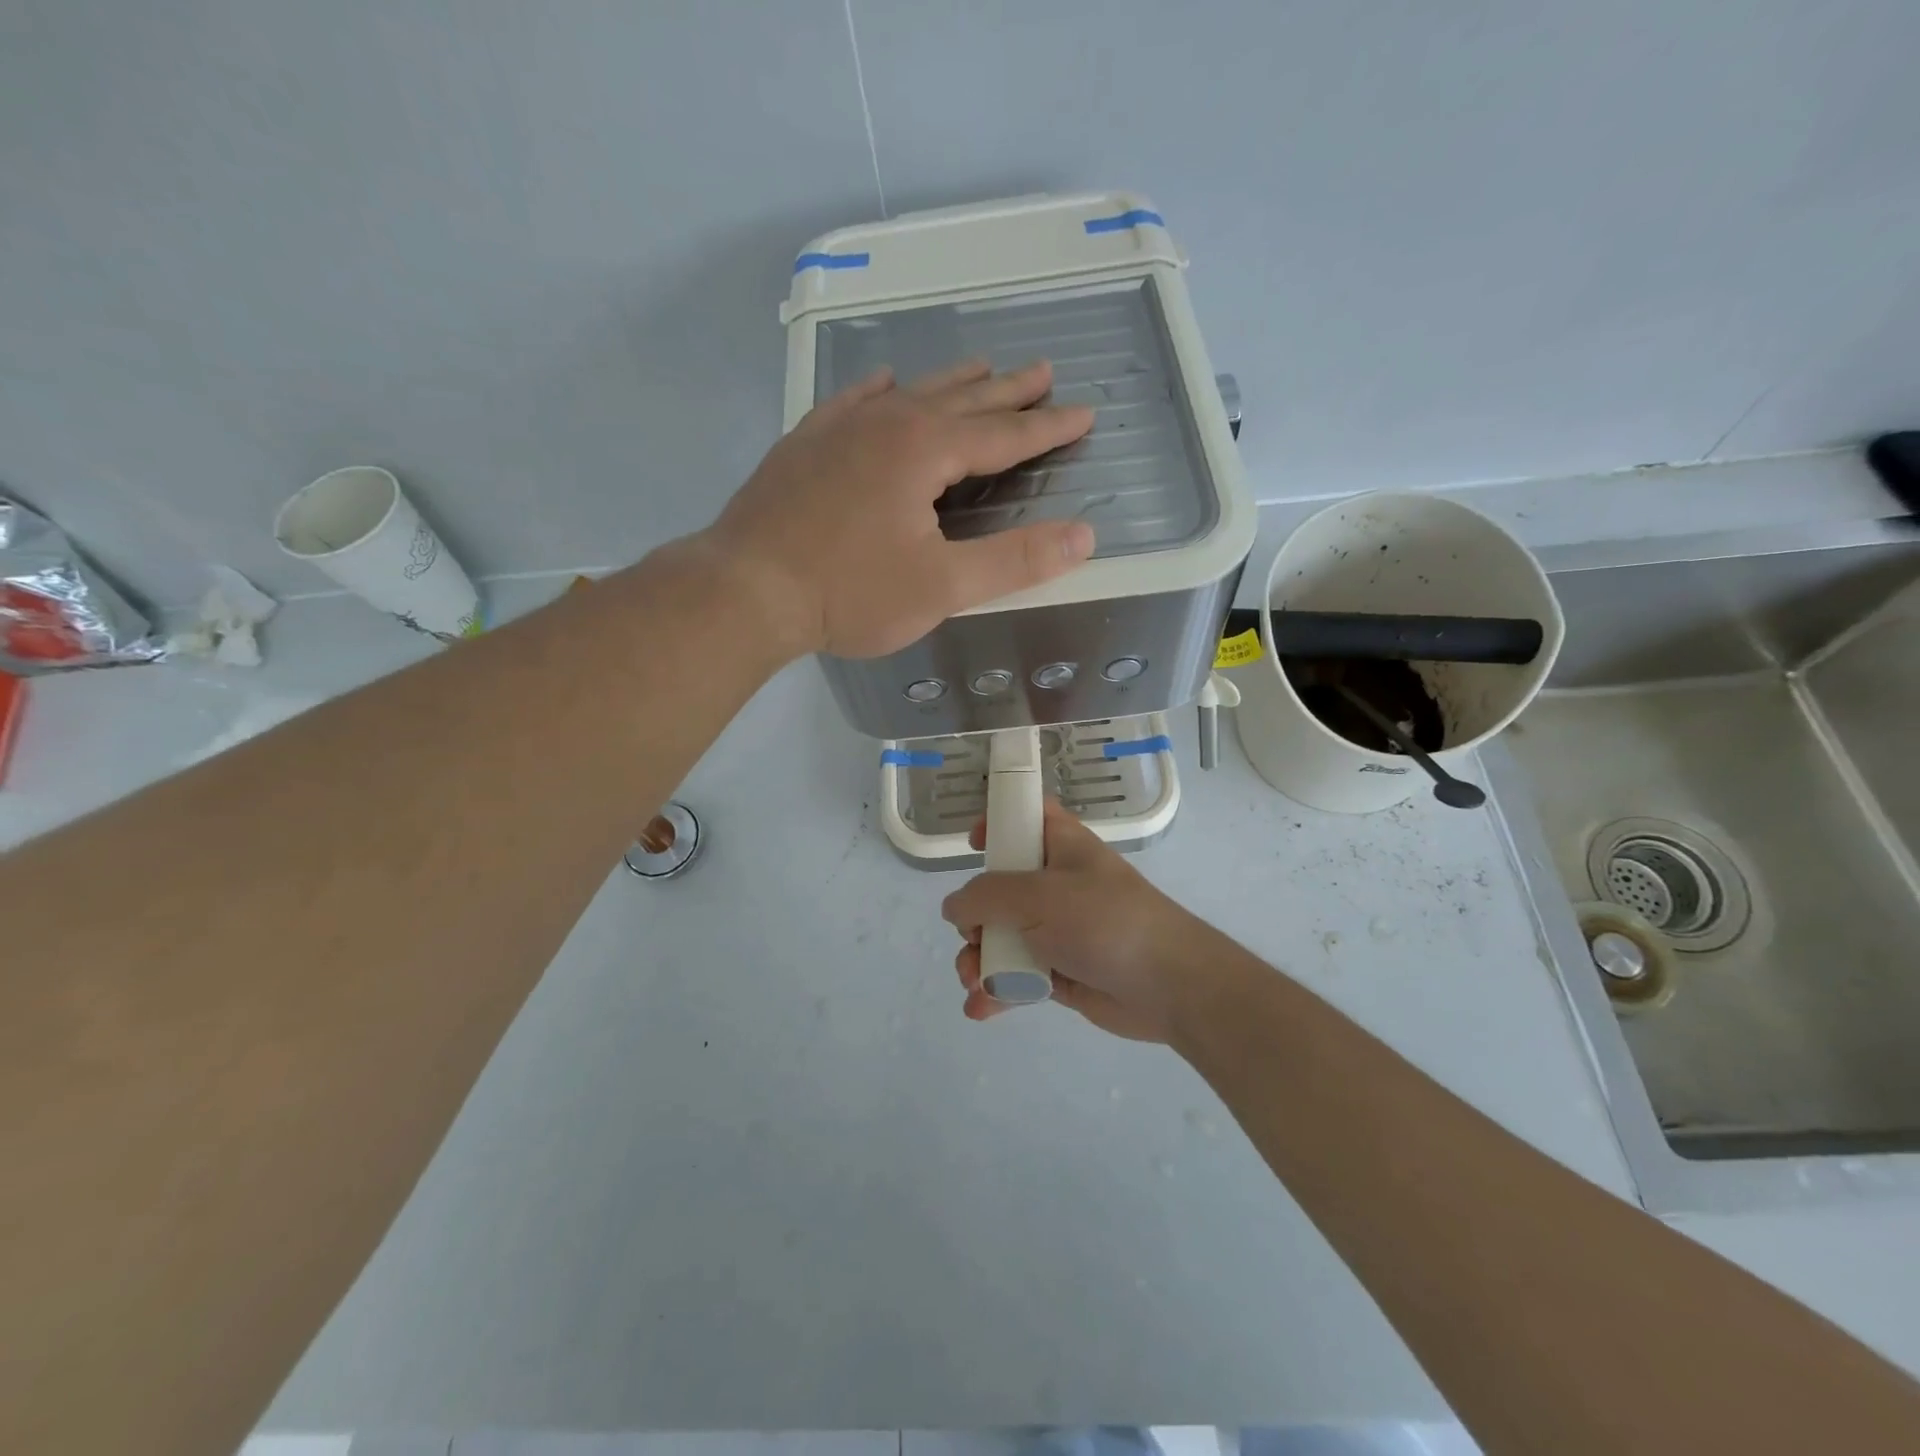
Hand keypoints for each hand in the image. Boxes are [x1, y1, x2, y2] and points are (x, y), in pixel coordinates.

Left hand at [706, 360, 1095, 659]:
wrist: (746, 588)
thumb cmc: (850, 592)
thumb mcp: (943, 586)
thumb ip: (1015, 560)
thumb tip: (1084, 536)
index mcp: (924, 449)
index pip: (1003, 434)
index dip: (1047, 427)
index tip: (1084, 413)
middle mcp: (886, 422)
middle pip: (961, 400)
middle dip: (1007, 390)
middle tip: (1043, 371)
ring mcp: (839, 428)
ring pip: (910, 393)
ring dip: (951, 383)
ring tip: (981, 368)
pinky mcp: (805, 445)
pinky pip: (853, 401)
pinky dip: (880, 390)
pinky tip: (885, 383)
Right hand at [940, 799, 1214, 1042]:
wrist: (1168, 986)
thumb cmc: (1104, 922)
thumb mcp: (1039, 897)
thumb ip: (986, 897)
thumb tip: (953, 908)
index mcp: (1061, 846)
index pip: (1027, 817)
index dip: (998, 823)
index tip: (974, 845)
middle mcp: (1057, 884)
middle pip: (1000, 887)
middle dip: (973, 917)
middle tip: (973, 937)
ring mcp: (1058, 929)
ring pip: (1002, 936)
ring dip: (979, 960)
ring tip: (974, 983)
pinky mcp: (1060, 971)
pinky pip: (1016, 975)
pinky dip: (997, 990)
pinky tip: (980, 1008)